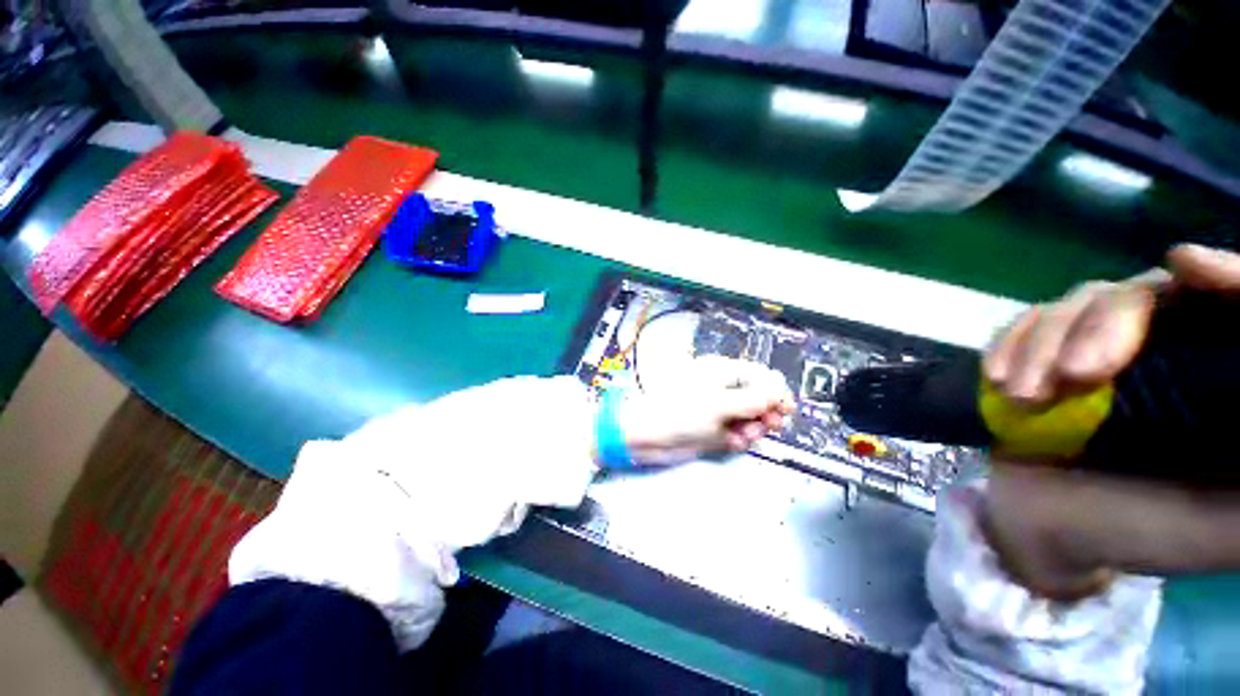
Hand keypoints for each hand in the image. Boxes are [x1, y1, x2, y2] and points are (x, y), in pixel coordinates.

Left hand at [617, 355, 794, 465]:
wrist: (646, 435)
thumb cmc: (678, 411)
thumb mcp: (718, 403)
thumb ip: (752, 399)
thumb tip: (779, 393)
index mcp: (723, 372)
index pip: (761, 375)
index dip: (776, 391)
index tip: (784, 410)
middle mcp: (724, 388)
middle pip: (759, 397)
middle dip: (766, 412)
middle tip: (767, 426)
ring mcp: (719, 409)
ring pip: (751, 417)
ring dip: (754, 427)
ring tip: (744, 436)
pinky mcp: (714, 427)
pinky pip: (737, 431)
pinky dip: (739, 437)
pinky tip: (733, 442)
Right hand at [978, 244, 1239, 597]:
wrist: (1047, 529)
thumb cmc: (1139, 535)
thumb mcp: (1221, 526)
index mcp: (1221, 381)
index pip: (1234, 303)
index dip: (1223, 275)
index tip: (1185, 264)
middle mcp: (1174, 348)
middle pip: (1147, 293)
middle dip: (1104, 327)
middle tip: (1074, 377)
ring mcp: (1106, 346)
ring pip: (1082, 302)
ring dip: (1042, 344)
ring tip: (1022, 397)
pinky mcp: (1052, 353)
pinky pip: (1030, 322)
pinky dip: (1010, 342)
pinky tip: (997, 377)